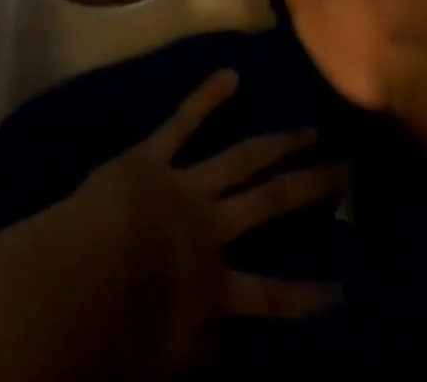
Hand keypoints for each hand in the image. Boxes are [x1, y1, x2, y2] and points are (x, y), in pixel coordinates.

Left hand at [55, 69, 344, 377]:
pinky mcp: (155, 153)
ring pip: (243, 157)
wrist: (80, 273)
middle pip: (271, 203)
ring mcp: (187, 183)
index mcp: (214, 287)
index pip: (273, 297)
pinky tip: (230, 73)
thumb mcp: (166, 362)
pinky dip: (207, 96)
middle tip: (345, 168)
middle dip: (310, 186)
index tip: (344, 288)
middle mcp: (211, 227)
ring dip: (279, 142)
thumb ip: (201, 348)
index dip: (309, 296)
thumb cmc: (114, 330)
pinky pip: (184, 120)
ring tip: (310, 129)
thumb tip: (228, 344)